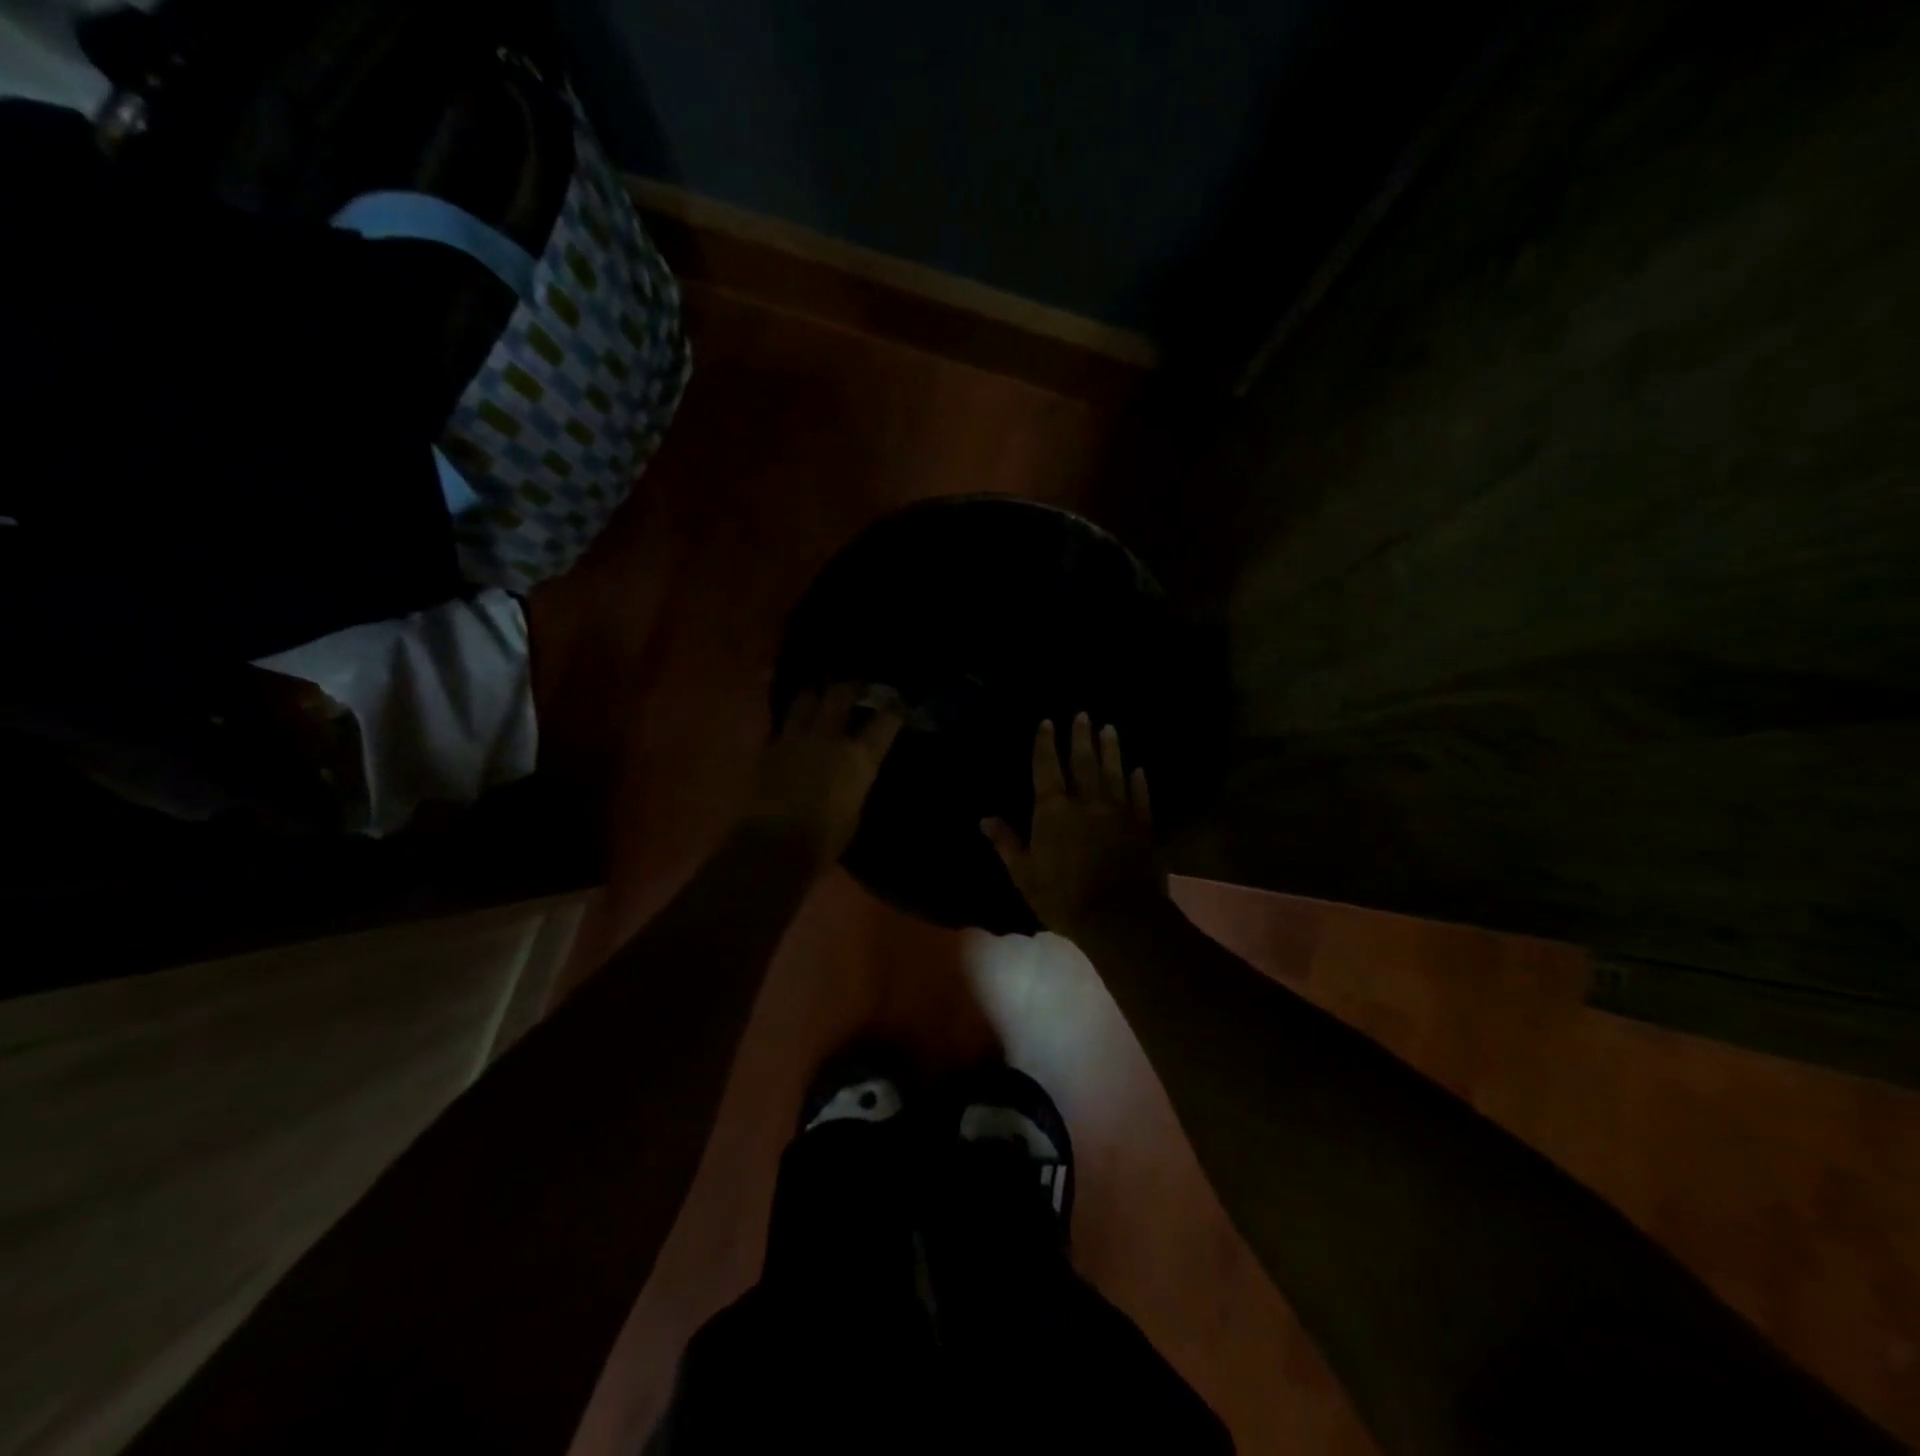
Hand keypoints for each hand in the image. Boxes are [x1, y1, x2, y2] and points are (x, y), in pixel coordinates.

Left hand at [742, 683, 905, 870]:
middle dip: (852, 686)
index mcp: (858, 758)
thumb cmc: (824, 841)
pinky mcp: (767, 747)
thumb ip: (857, 781)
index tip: (897, 705)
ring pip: (806, 699)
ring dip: (816, 692)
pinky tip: (794, 719)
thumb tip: (856, 770)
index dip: (894, 709)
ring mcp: (795, 738)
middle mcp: (828, 738)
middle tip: (856, 685)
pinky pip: (782, 723)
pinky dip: (791, 718)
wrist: (771, 848)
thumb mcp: (855, 811)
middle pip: (842, 695)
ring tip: (820, 689)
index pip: (885, 721)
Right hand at [983, 713, 1166, 940]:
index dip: (1045, 743)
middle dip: (1081, 736)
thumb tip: (985, 818)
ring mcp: (1119, 811)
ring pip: (1114, 772)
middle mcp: (1087, 801)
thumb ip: (1007, 843)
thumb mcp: (1024, 874)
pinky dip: (1139, 782)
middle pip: (1083, 761)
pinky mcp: (1143, 826)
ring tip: (1110, 728)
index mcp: (1054, 810)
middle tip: (1083, 714)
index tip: (1048, 722)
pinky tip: (1139, 770)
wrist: (1118, 917)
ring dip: (1111, 749)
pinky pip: (1141, 796)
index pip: (1046, 768)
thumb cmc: (1063, 897)